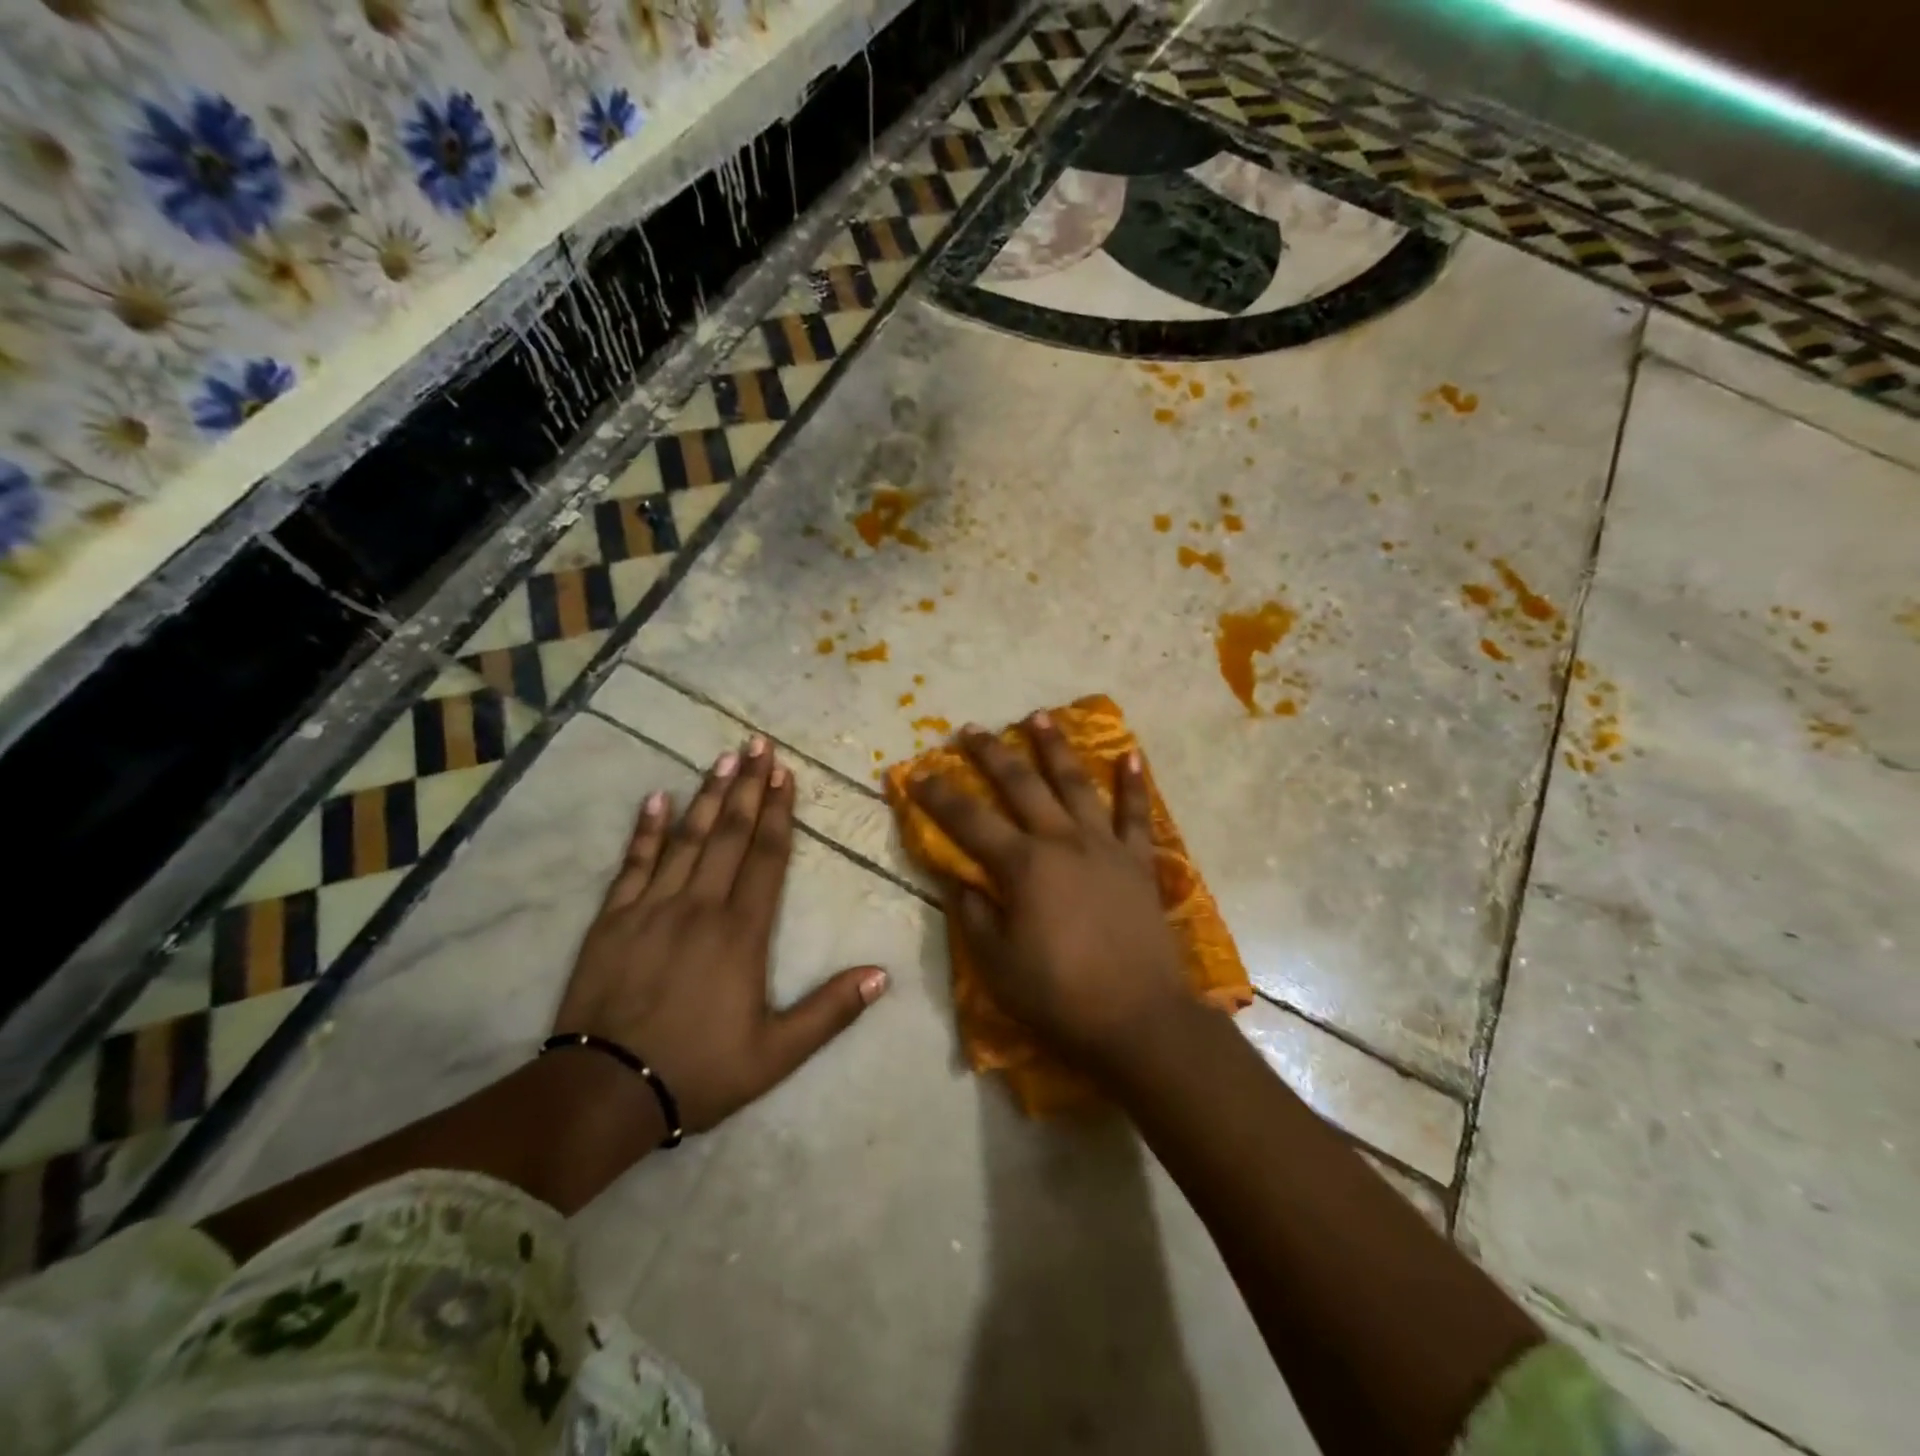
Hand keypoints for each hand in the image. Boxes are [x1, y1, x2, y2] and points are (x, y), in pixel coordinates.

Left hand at [551, 737, 890, 1134]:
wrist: (604, 1093)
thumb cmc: (699, 1070)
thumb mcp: (776, 1054)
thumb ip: (830, 1011)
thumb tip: (882, 975)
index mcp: (742, 932)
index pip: (766, 856)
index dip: (779, 812)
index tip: (785, 773)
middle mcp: (700, 906)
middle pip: (729, 834)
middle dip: (747, 786)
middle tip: (758, 744)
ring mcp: (652, 907)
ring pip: (686, 838)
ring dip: (707, 795)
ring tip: (723, 758)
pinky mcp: (613, 919)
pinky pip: (633, 863)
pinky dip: (646, 829)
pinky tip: (656, 798)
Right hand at [907, 713, 1186, 1070]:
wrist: (1139, 1019)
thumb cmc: (1059, 995)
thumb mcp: (997, 964)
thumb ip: (974, 915)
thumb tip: (958, 879)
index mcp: (1022, 865)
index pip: (968, 821)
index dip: (939, 796)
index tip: (917, 773)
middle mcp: (1061, 841)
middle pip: (1021, 785)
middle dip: (991, 754)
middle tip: (971, 729)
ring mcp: (1104, 846)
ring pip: (1075, 784)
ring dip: (1054, 747)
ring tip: (1038, 716)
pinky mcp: (1136, 861)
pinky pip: (1135, 814)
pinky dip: (1133, 784)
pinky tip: (1130, 754)